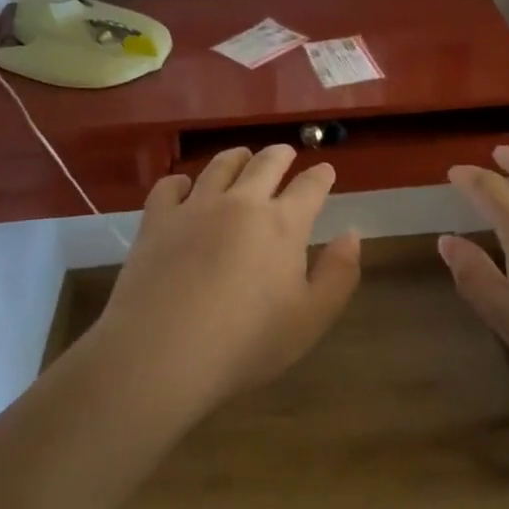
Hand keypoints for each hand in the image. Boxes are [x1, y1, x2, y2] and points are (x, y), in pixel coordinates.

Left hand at [91, 146, 362, 417]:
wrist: (161, 354)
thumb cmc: (245, 344)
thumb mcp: (310, 319)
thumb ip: (338, 274)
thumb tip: (351, 234)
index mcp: (283, 224)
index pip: (309, 186)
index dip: (321, 176)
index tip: (326, 171)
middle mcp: (241, 202)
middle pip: (265, 163)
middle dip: (280, 155)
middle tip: (285, 154)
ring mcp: (196, 206)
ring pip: (220, 165)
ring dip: (237, 157)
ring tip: (242, 158)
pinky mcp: (157, 219)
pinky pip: (171, 185)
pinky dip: (182, 181)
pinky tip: (185, 188)